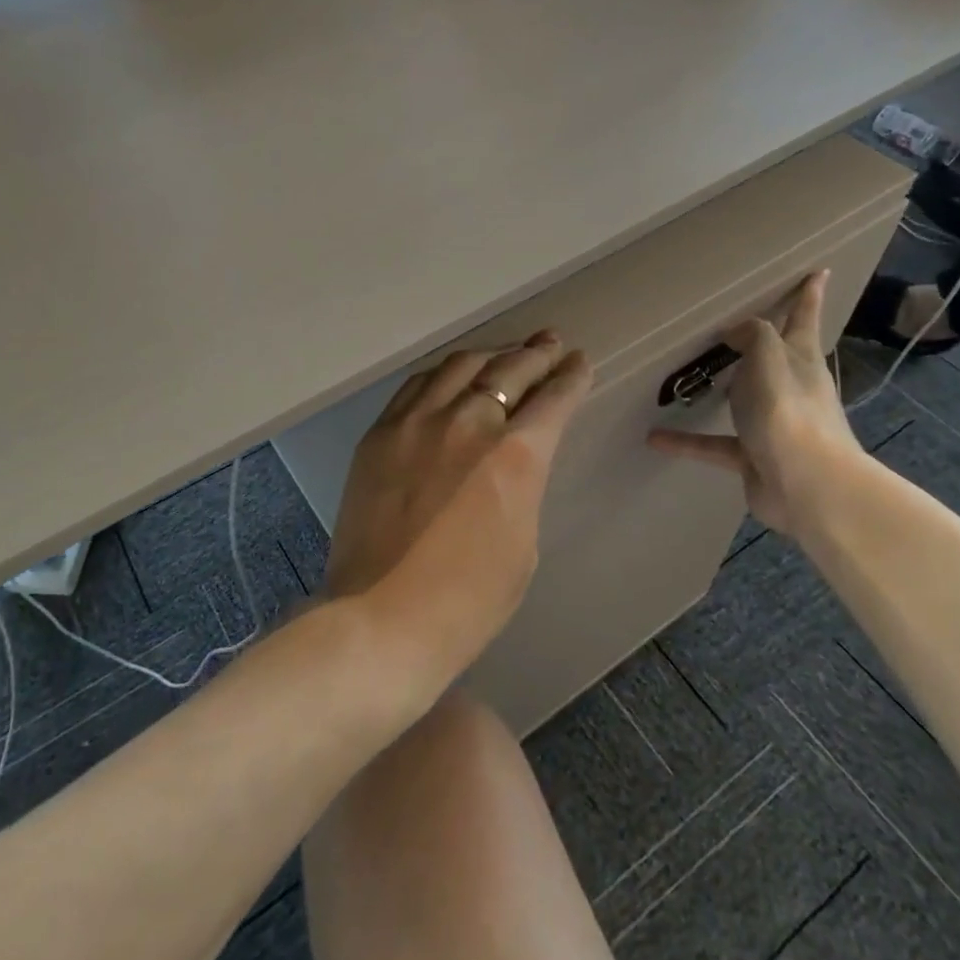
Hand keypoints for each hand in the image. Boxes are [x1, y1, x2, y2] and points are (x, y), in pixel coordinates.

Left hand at [328, 331, 592, 681]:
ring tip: (505, 351)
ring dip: (490, 354)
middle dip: (536, 354)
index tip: (579, 361)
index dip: (571, 377)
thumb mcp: (523, 544)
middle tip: (550, 343)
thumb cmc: (469, 600)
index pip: (554, 399)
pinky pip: (417, 385)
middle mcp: (469, 422)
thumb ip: (521, 486)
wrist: (383, 617)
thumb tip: (511, 462)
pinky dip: (443, 373)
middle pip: (509, 370)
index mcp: (516, 455)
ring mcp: (418, 422)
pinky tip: (451, 373)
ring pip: (460, 366)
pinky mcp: (380, 433)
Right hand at [646, 271, 862, 535]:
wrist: (807, 487)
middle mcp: (789, 388)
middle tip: (734, 324)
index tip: (819, 271)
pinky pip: (712, 443)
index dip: (809, 295)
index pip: (804, 319)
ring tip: (689, 377)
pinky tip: (654, 437)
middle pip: (774, 356)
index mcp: (799, 360)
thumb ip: (753, 335)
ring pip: (741, 399)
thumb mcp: (769, 359)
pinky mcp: (752, 456)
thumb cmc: (789, 413)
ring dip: (720, 390)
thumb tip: (735, 330)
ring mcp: (771, 425)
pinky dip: (685, 441)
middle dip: (761, 341)